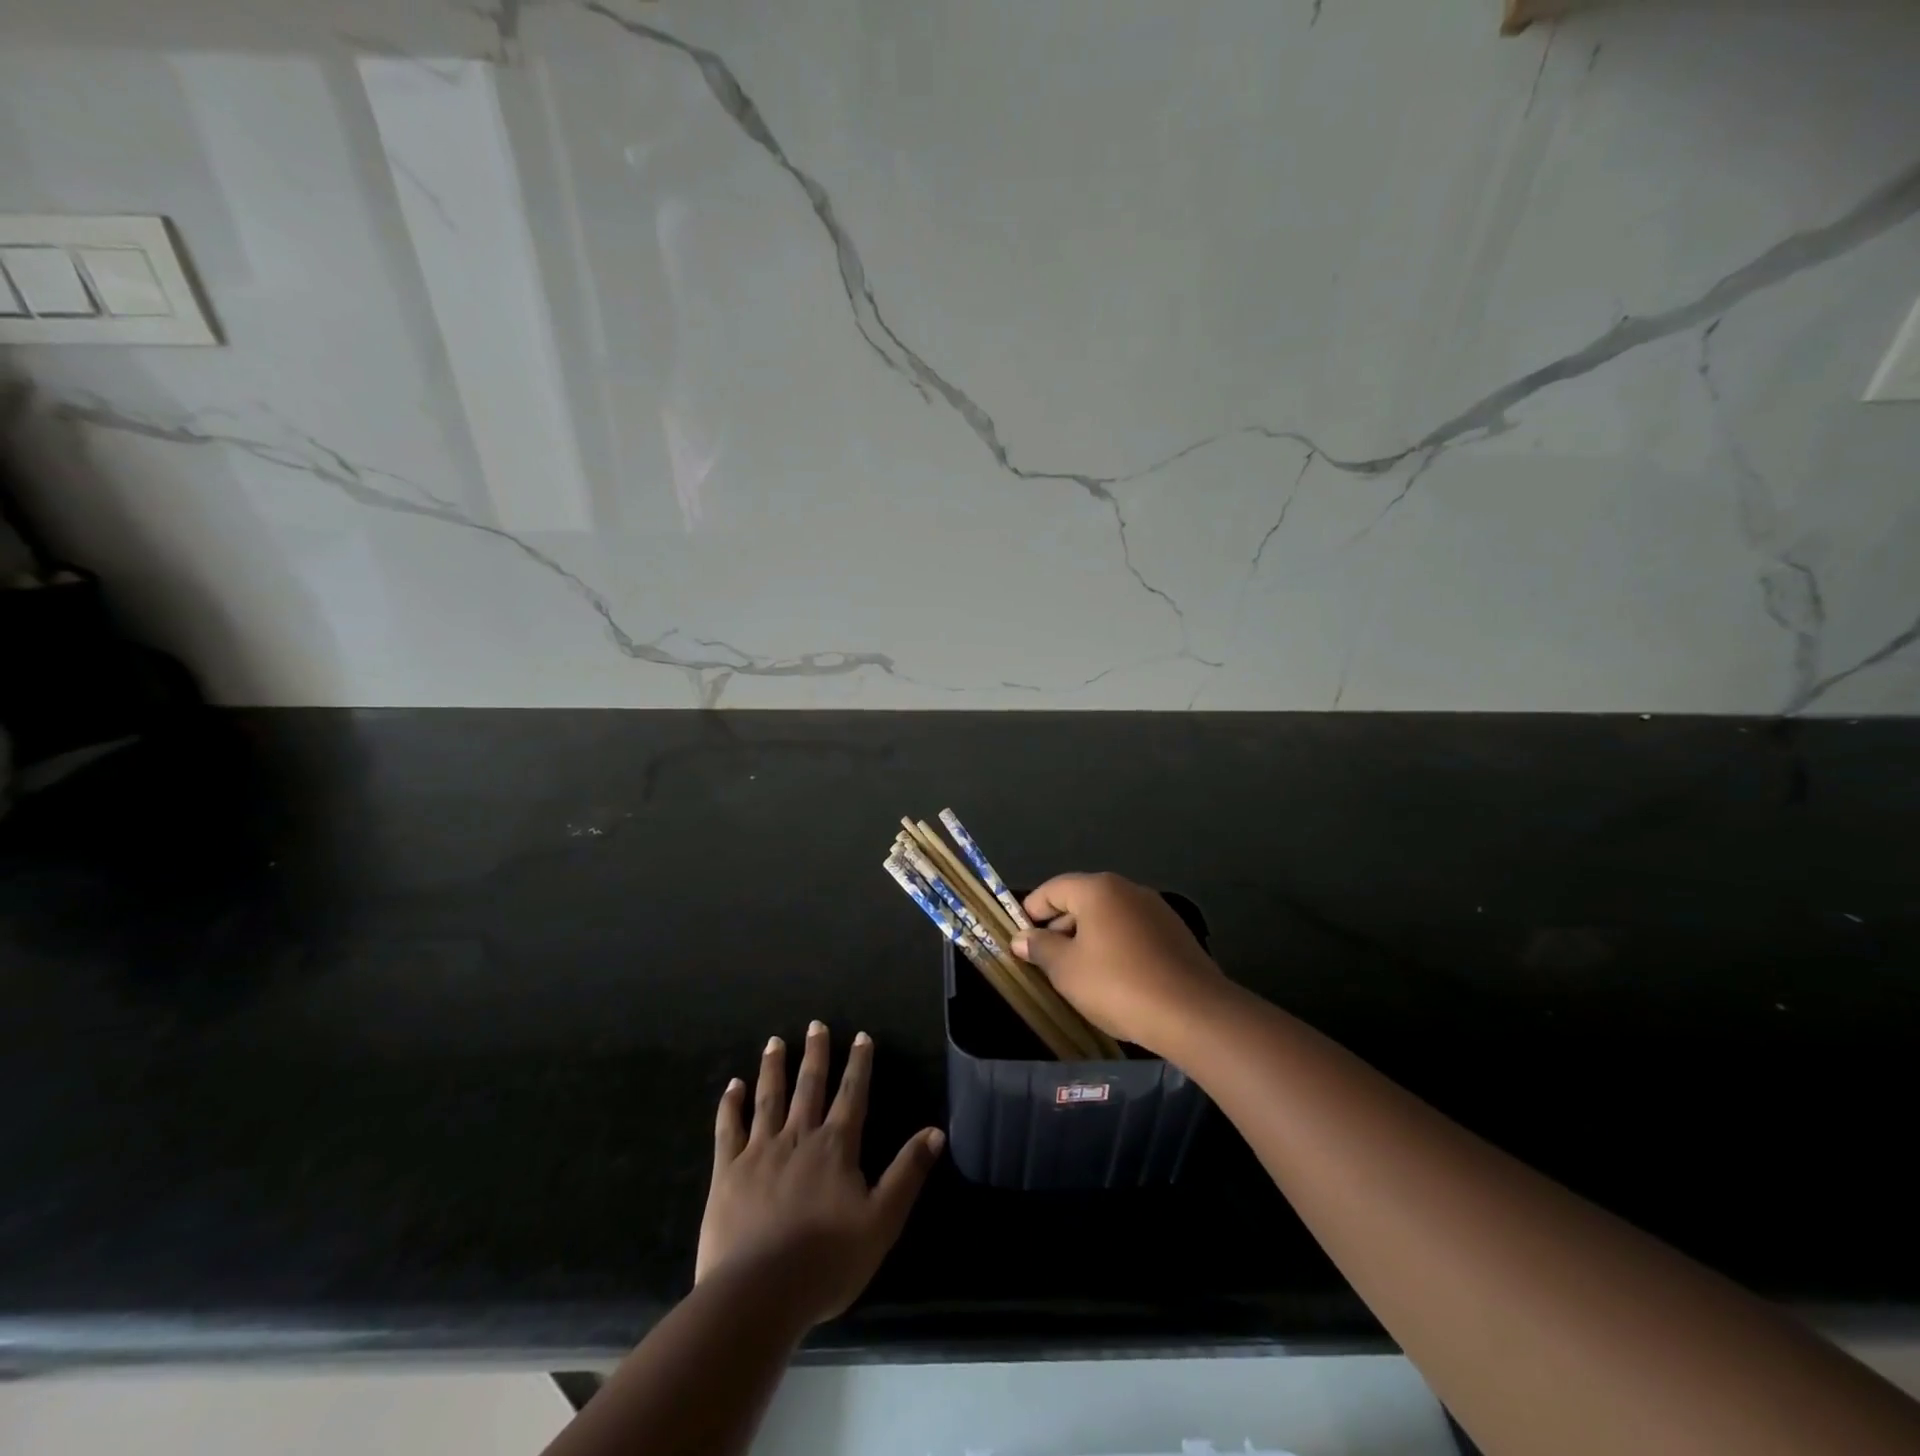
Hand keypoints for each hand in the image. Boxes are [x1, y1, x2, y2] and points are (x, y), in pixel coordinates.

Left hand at [696, 1022, 943, 1328]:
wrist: (759, 1293)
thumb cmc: (828, 1260)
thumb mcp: (882, 1220)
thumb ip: (908, 1172)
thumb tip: (936, 1131)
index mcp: (836, 1146)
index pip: (852, 1094)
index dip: (858, 1064)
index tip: (860, 1036)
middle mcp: (798, 1137)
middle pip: (809, 1086)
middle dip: (815, 1054)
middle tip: (815, 1025)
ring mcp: (759, 1151)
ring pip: (769, 1098)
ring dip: (773, 1068)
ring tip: (775, 1042)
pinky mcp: (727, 1172)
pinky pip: (728, 1129)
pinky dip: (730, 1105)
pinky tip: (732, 1086)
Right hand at [1014, 872, 1230, 1055]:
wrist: (1193, 1014)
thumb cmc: (1118, 985)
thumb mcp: (1066, 970)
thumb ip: (1040, 948)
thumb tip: (1021, 938)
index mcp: (1098, 889)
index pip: (1053, 889)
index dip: (1031, 911)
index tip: (1019, 937)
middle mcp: (1129, 890)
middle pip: (1082, 900)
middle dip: (1059, 927)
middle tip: (1044, 960)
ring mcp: (1156, 911)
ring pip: (1109, 918)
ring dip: (1087, 939)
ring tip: (1076, 973)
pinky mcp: (1175, 934)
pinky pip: (1132, 933)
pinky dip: (1114, 947)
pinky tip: (1112, 979)